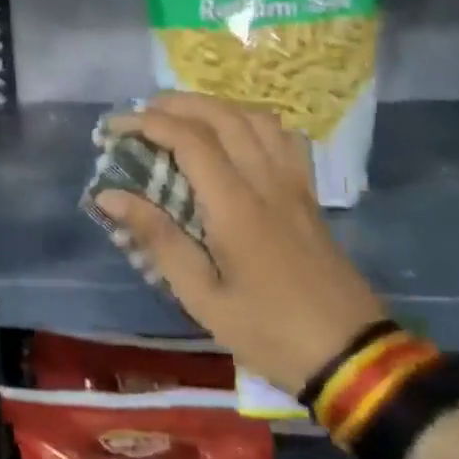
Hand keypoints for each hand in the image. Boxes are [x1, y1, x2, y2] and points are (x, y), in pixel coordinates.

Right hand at [96, 92, 385, 390]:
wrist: (349, 353)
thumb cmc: (267, 330)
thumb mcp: (201, 296)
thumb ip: (157, 239)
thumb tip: (109, 195)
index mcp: (236, 205)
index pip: (189, 140)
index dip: (148, 124)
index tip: (114, 128)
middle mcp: (267, 181)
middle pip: (223, 116)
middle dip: (177, 104)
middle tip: (141, 114)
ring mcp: (294, 185)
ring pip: (256, 119)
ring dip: (215, 107)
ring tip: (183, 119)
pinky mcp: (308, 195)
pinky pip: (283, 138)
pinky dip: (252, 123)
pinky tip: (236, 138)